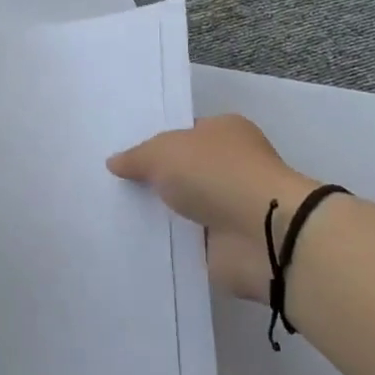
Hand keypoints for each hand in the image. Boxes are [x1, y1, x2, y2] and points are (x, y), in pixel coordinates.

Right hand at [109, 115, 319, 303]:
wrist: (261, 233)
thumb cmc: (216, 173)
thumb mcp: (164, 152)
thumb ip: (137, 157)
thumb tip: (114, 162)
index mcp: (225, 131)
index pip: (185, 132)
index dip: (155, 142)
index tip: (123, 156)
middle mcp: (232, 165)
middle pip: (184, 169)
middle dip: (155, 179)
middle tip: (113, 186)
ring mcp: (231, 205)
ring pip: (186, 205)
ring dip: (163, 213)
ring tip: (117, 216)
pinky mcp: (228, 242)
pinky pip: (189, 239)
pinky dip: (171, 242)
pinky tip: (138, 242)